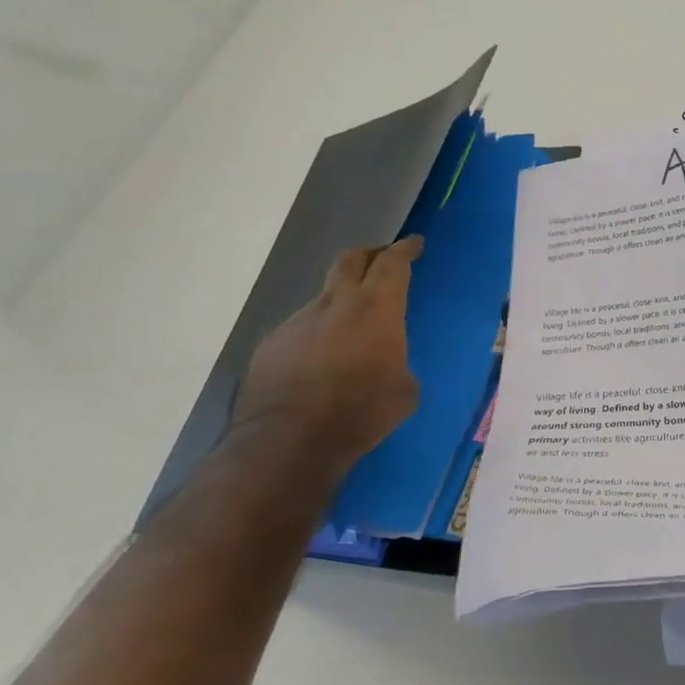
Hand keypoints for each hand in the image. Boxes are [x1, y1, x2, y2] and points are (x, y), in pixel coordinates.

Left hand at [231, 238, 423, 465]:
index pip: (392, 264)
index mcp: (376, 309)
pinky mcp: (271, 345)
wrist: (289, 441)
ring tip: (350, 332)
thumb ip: (398, 361)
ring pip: (324, 299)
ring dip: (341, 305)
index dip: (404, 249)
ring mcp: (297, 322)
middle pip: (350, 260)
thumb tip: (386, 361)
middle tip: (382, 258)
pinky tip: (319, 365)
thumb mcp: (405, 390)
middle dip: (370, 254)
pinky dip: (316, 337)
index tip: (413, 242)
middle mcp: (335, 304)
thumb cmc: (362, 412)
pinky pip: (300, 331)